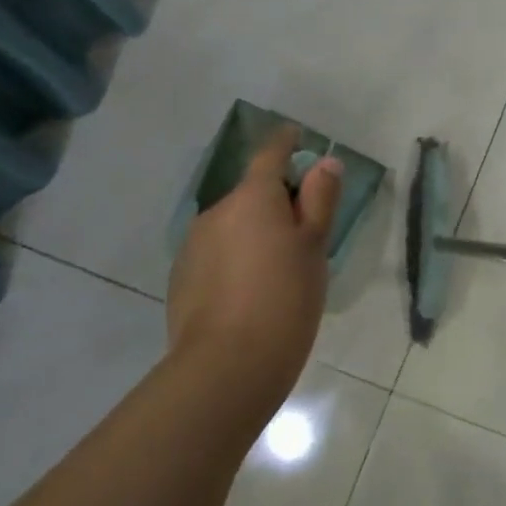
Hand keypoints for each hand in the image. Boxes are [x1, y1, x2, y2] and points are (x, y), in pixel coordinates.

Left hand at [166, 125, 341, 430]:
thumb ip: (320, 199)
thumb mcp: (314, 246)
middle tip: (304, 232)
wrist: (227, 367)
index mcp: (253, 197)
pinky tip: (249, 292)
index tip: (298, 138)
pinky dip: (234, 258)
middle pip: (252, 193)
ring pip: (232, 225)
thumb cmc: (285, 298)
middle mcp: (217, 211)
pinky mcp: (181, 277)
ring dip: (253, 232)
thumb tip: (324, 163)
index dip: (287, 143)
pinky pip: (216, 253)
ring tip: (277, 270)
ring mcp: (193, 245)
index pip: (271, 154)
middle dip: (275, 201)